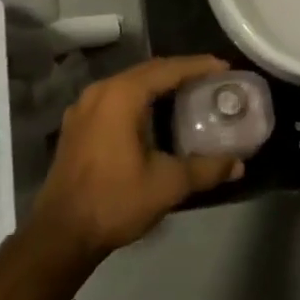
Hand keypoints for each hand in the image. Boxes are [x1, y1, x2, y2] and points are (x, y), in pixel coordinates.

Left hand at [29, 55, 244, 264]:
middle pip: (148, 71)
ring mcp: (83, 107)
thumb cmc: (115, 201)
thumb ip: (206, 169)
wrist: (61, 234)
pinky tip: (153, 115)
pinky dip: (138, 98)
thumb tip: (239, 164)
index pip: (167, 69)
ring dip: (158, 84)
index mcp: (122, 95)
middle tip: (210, 79)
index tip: (224, 67)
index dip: (198, 66)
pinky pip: (114, 98)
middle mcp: (100, 91)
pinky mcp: (77, 125)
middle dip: (180, 72)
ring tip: (187, 93)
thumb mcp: (167, 185)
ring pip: (129, 83)